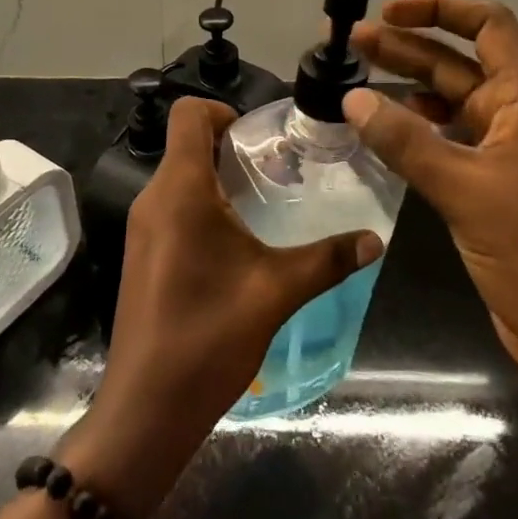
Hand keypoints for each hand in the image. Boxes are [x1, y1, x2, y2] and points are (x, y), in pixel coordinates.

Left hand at [62, 97, 383, 518]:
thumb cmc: (208, 337)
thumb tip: (374, 239)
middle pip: (187, 143)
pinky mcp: (142, 253)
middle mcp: (154, 198)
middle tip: (278, 171)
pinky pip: (173, 206)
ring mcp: (143, 227)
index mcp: (180, 190)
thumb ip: (327, 260)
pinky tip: (238, 244)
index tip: (260, 138)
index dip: (223, 110)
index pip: (188, 113)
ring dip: (219, 178)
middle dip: (231, 147)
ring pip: (180, 176)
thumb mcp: (276, 292)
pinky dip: (204, 205)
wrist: (146, 408)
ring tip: (265, 205)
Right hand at [343, 0, 517, 407]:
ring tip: (352, 81)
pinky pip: (442, 144)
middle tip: (349, 43)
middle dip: (405, 48)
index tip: (390, 13)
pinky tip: (378, 132)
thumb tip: (352, 98)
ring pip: (446, 105)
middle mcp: (515, 118)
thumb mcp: (468, 191)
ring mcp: (501, 155)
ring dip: (403, 89)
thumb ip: (407, 143)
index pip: (490, 27)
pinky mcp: (486, 189)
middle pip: (457, 64)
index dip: (441, 9)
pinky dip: (411, 132)